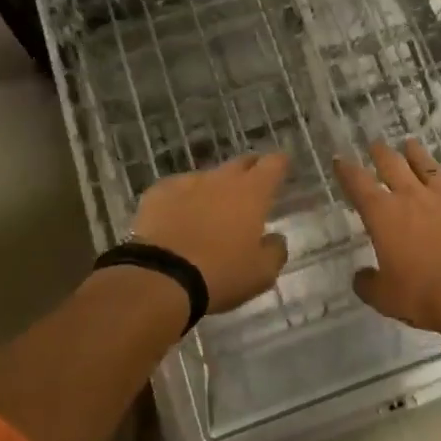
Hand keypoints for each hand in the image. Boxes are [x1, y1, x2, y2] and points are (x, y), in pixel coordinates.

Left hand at [131, 154, 290, 312]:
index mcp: (252, 193)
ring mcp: (187, 182)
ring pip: (207, 178)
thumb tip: (275, 238)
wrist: (162, 277)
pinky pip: (176, 190)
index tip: (282, 167)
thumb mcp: (261, 274)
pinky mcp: (158, 192)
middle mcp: (222, 179)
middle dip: (248, 171)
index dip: (280, 164)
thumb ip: (275, 251)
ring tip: (209, 214)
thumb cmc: (221, 275)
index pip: (274, 163)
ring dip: (213, 190)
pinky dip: (182, 200)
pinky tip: (176, 219)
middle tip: (250, 190)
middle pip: (241, 163)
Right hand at [335, 139, 440, 335]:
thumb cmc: (425, 295)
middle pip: (393, 165)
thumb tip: (361, 277)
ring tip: (411, 144)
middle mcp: (413, 197)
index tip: (340, 159)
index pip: (358, 184)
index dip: (347, 170)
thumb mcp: (386, 298)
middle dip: (381, 153)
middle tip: (376, 144)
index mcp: (384, 214)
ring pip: (428, 168)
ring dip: (417, 155)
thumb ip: (369, 284)